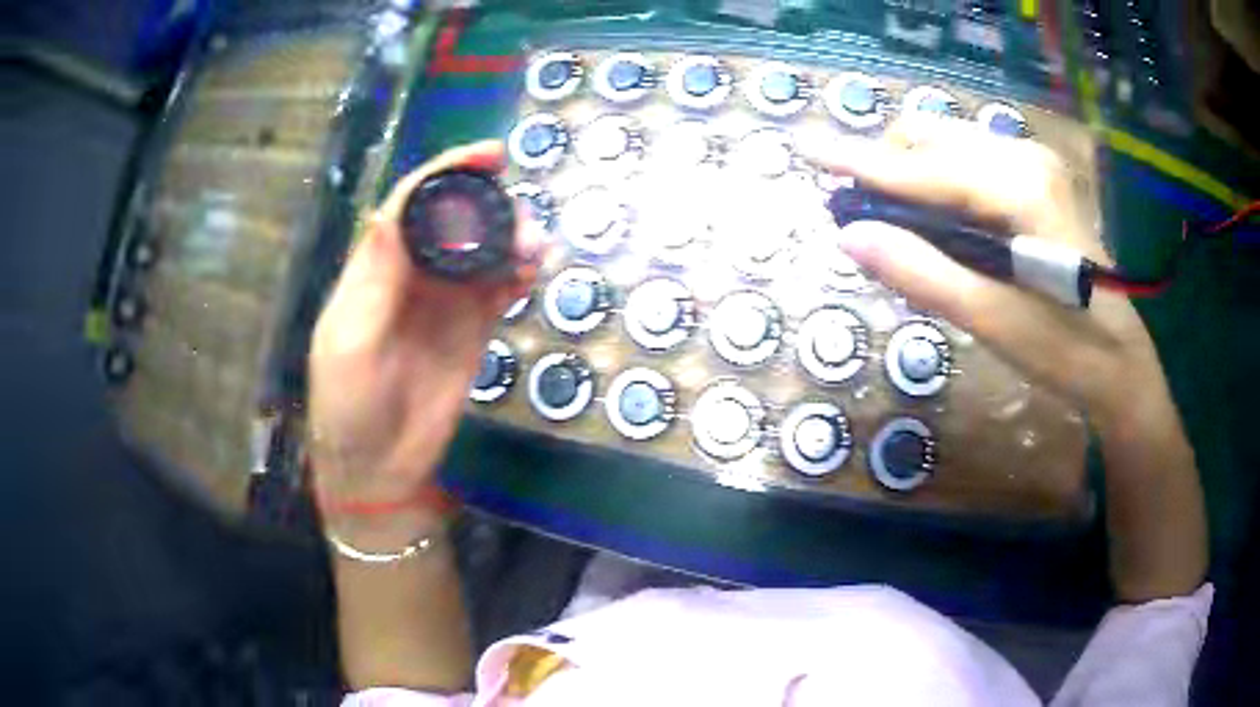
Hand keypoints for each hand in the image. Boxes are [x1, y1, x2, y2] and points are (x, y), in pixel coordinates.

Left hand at [308, 141, 539, 544]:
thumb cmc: (349, 406)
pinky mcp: (472, 328)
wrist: (380, 466)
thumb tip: (392, 211)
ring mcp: (444, 301)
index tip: (489, 156)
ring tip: (534, 246)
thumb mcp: (349, 344)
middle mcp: (411, 274)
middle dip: (487, 203)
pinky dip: (517, 272)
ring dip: (510, 237)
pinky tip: (532, 271)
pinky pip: (498, 288)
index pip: (410, 204)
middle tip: (520, 213)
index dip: (446, 173)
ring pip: (481, 249)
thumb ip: (373, 280)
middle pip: (453, 219)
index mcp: (374, 268)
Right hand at [806, 117, 1206, 599]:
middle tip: (864, 218)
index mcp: (1018, 186)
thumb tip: (849, 236)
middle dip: (888, 167)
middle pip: (930, 138)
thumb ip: (922, 273)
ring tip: (902, 227)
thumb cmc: (1066, 350)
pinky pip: (969, 162)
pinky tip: (941, 225)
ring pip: (948, 145)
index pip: (923, 167)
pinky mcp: (1036, 178)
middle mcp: (1023, 156)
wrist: (1120, 360)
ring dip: (912, 175)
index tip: (804, 147)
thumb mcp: (993, 321)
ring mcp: (1033, 162)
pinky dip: (939, 183)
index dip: (859, 161)